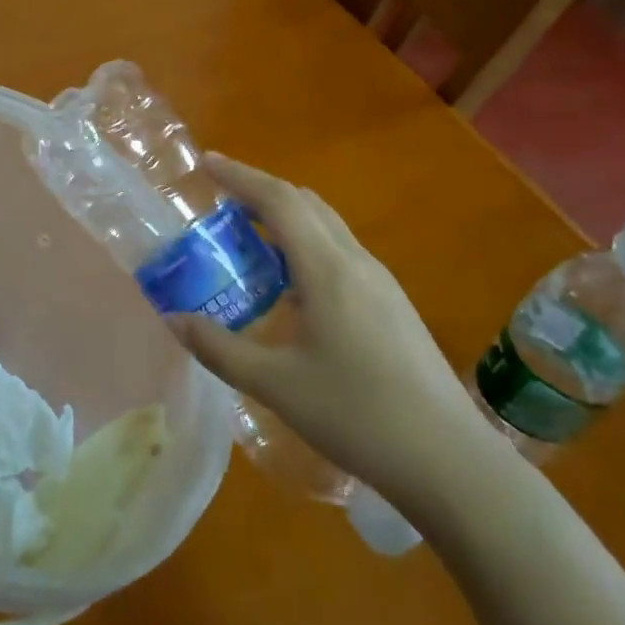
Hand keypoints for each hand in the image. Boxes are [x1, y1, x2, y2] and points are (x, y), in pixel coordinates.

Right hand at [167, 155, 497, 514]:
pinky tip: (291, 288)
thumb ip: (219, 349)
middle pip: (305, 203)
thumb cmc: (358, 416)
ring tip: (249, 241)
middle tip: (220, 203)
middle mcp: (356, 262)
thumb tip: (174, 319)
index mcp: (327, 269)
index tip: (206, 163)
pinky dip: (306, 246)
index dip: (239, 176)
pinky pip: (340, 253)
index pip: (278, 200)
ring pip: (327, 227)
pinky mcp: (393, 305)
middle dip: (260, 193)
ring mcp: (381, 283)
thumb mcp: (276, 385)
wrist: (451, 462)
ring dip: (286, 219)